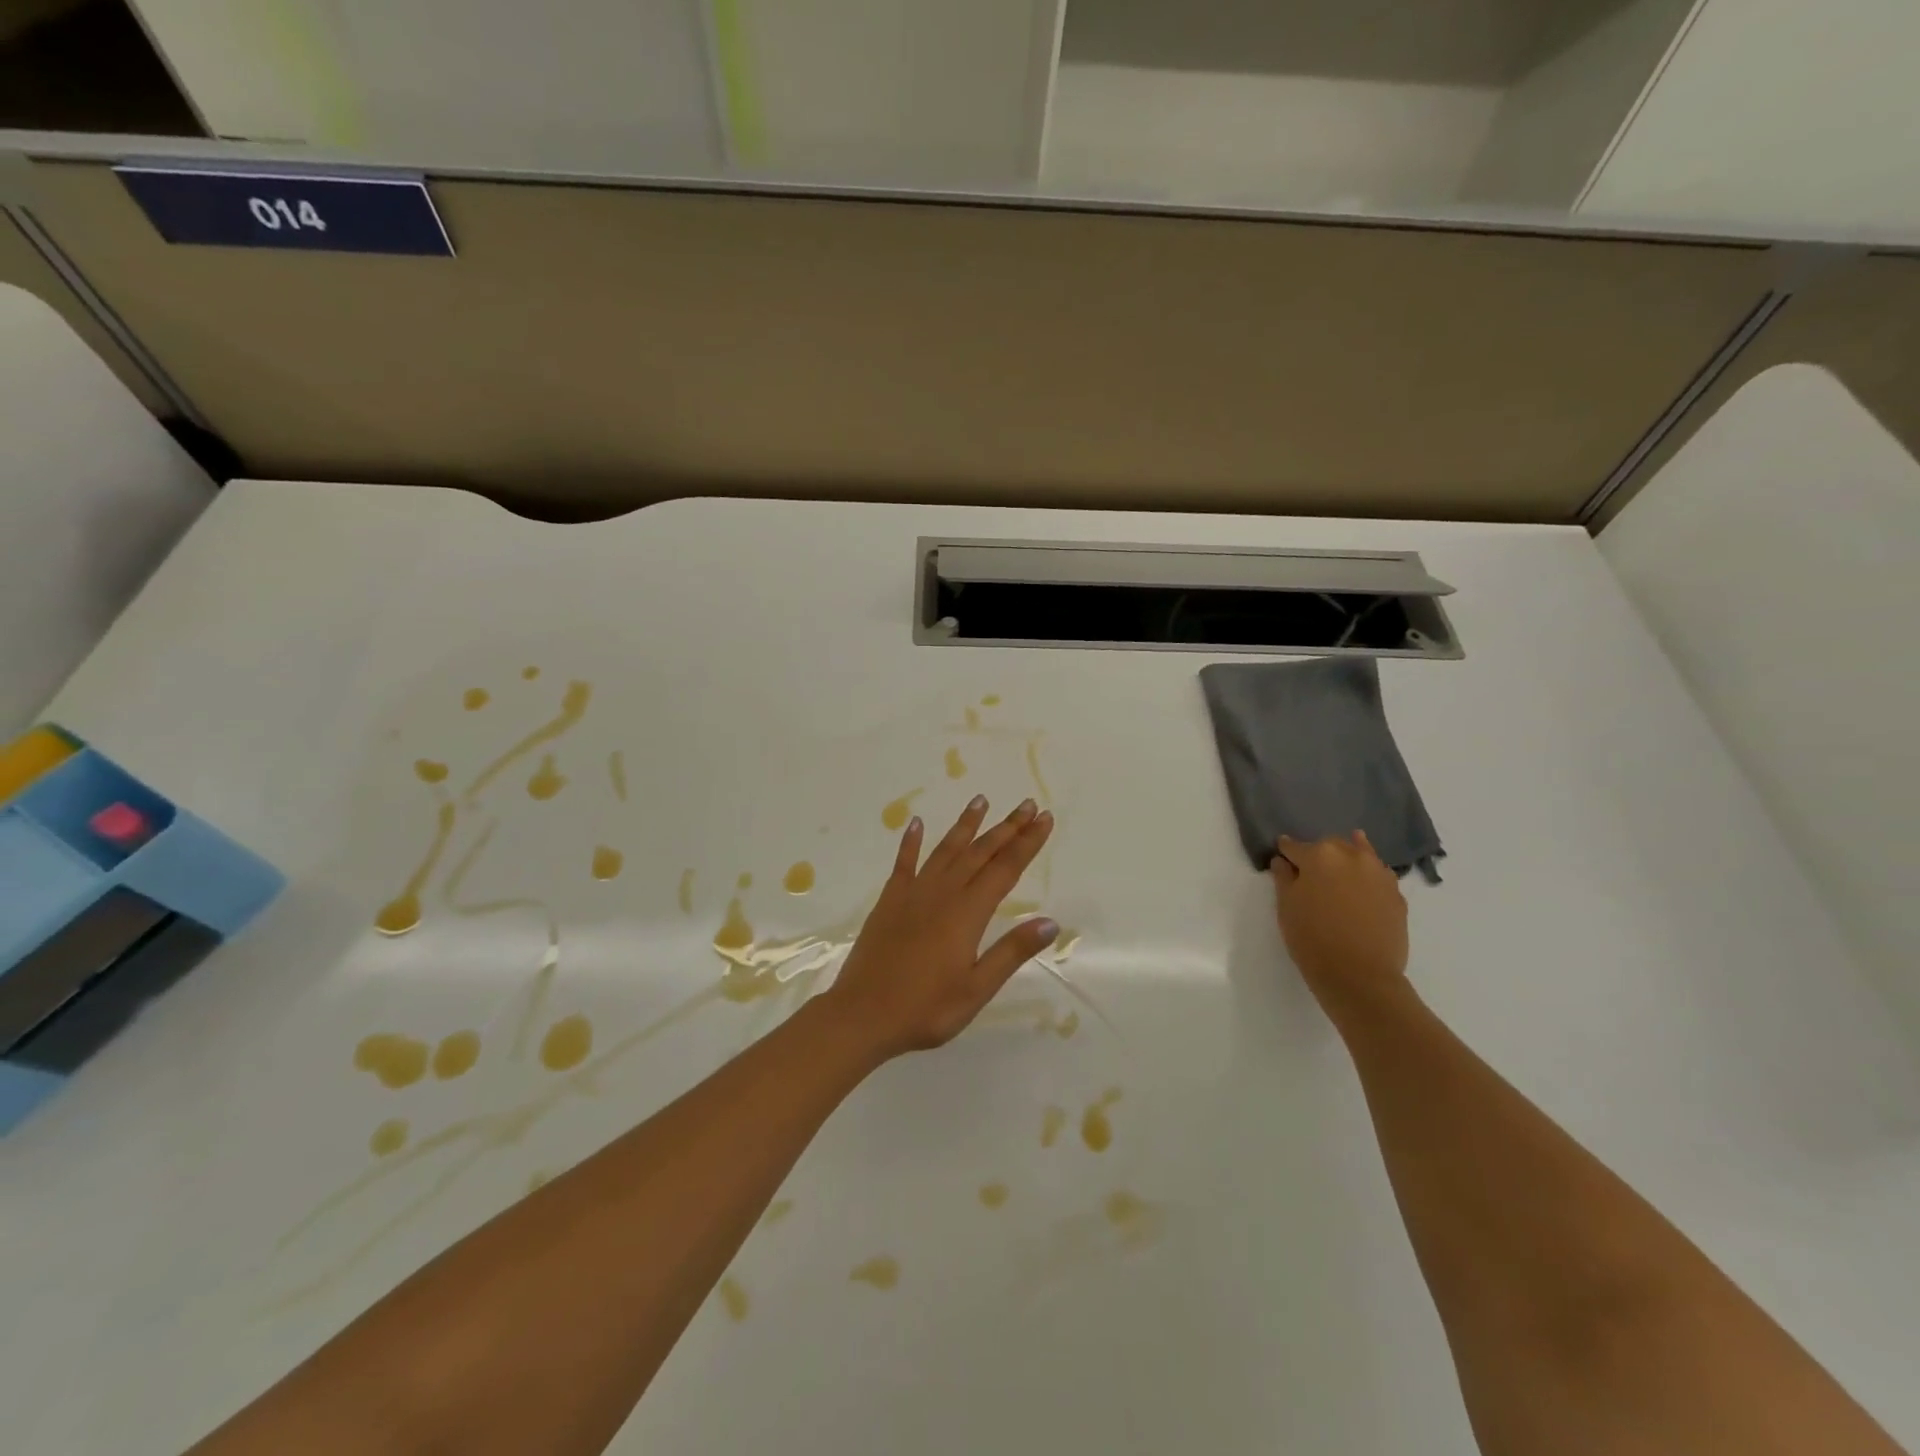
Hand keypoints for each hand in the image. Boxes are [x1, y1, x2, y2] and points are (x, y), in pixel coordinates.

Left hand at [825, 796, 1056, 1059]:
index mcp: (967, 914)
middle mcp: (942, 894)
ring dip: (966, 825)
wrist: (861, 1015)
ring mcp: (912, 894)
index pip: (1005, 869)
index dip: (1027, 843)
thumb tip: (1050, 922)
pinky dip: (911, 841)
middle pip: (980, 853)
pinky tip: (917, 823)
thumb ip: (1012, 952)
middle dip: (1006, 828)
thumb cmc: (925, 1009)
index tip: (1044, 818)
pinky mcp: (889, 901)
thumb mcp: (976, 989)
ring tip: (981, 800)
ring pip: (946, 850)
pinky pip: (903, 863)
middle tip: (1026, 803)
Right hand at [1270, 830, 1409, 1020]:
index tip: (1282, 859)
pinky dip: (1367, 878)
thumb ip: (1283, 877)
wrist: (1360, 976)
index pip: (1295, 847)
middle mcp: (1352, 856)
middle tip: (1310, 874)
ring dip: (1347, 861)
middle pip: (1330, 846)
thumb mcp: (1286, 907)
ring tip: (1339, 875)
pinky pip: (1377, 877)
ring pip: (1359, 856)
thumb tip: (1283, 862)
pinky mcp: (1397, 895)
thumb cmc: (1312, 939)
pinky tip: (1361, 891)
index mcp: (1320, 855)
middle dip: (1319, 855)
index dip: (1286, 853)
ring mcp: (1379, 874)